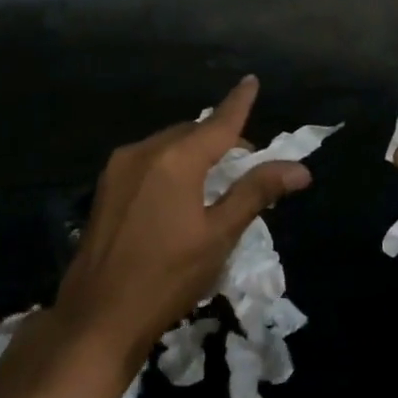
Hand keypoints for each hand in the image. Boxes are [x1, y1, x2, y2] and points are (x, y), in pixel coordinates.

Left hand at [57, 75, 311, 360]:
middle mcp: (144, 151)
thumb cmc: (167, 277)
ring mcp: (119, 168)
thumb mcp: (219, 235)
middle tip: (246, 166)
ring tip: (214, 182)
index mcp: (175, 159)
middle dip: (220, 140)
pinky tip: (179, 194)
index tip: (251, 80)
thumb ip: (256, 193)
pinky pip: (148, 161)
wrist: (97, 317)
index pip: (219, 122)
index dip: (239, 102)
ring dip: (194, 153)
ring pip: (168, 145)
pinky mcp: (105, 188)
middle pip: (192, 132)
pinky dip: (171, 165)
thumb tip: (299, 169)